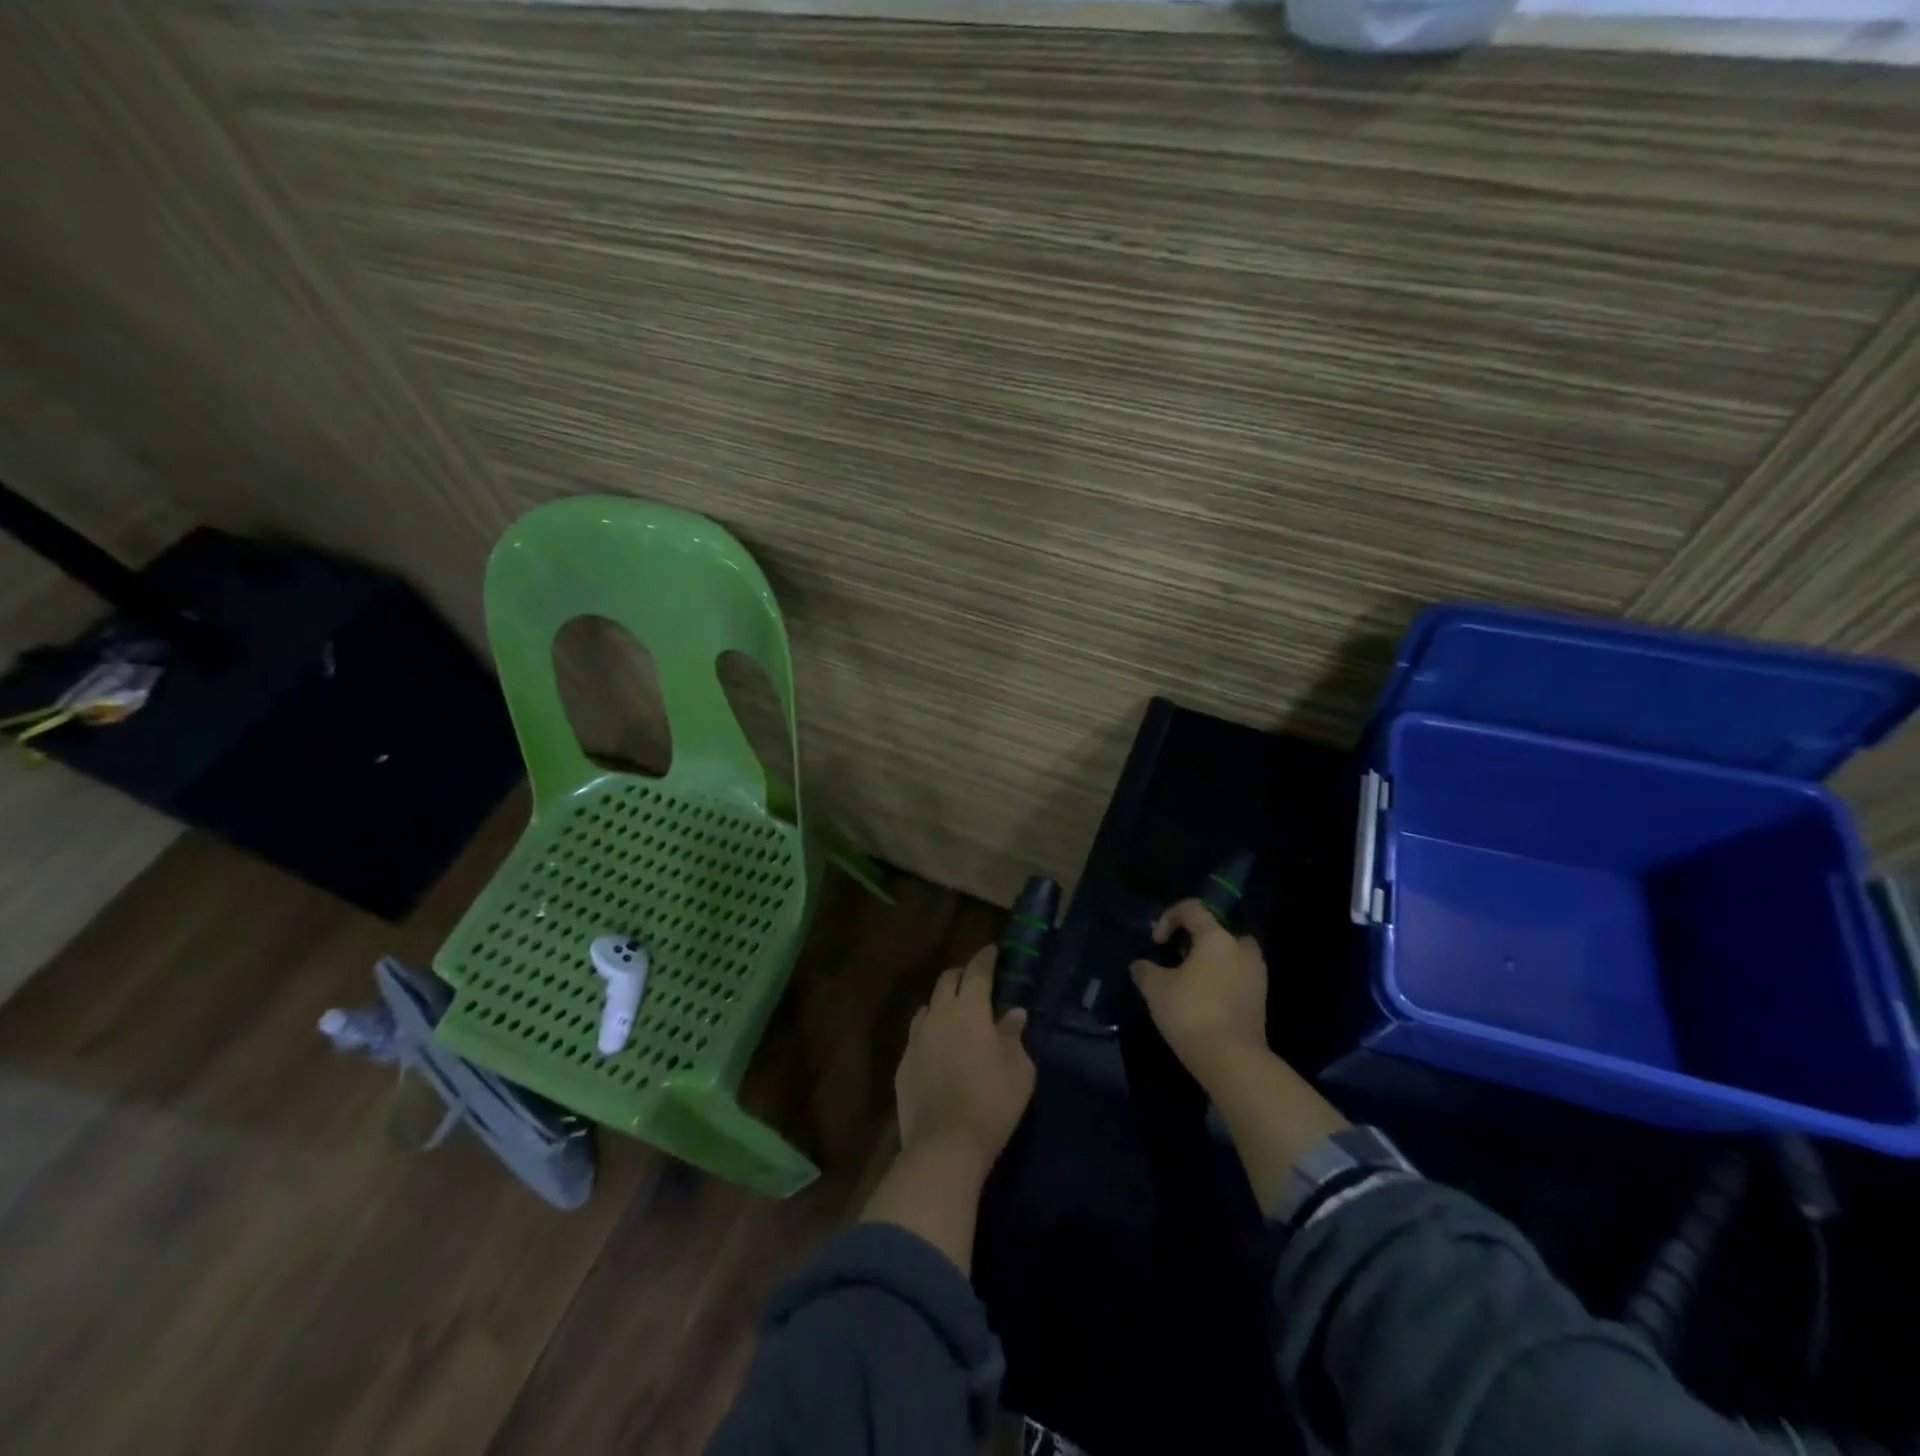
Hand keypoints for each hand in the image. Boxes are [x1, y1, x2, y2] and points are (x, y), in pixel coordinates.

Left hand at [895, 945, 1035, 1173]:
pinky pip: (917, 1035)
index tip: (993, 951)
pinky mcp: (903, 1064)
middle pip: (947, 981)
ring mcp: (916, 1038)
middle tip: (976, 981)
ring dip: (943, 1004)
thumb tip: (1014, 1014)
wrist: (943, 1146)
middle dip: (963, 975)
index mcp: (969, 1009)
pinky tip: (938, 1049)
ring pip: (928, 1007)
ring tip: (956, 1016)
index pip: (977, 971)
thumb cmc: (991, 1103)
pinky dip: (930, 1032)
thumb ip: (1014, 1035)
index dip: (985, 958)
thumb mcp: (1019, 1069)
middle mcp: (938, 1014)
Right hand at [1130, 898, 1269, 1092]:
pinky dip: (1220, 980)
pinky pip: (1237, 977)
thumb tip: (1140, 965)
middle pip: (1218, 930)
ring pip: (1230, 955)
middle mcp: (1242, 949)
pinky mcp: (1260, 1000)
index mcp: (1217, 937)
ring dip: (1210, 961)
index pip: (1193, 909)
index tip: (1156, 942)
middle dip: (1196, 939)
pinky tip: (1202, 1000)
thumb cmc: (1191, 1012)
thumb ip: (1145, 970)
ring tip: (1188, 981)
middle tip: (1178, 957)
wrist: (1232, 1060)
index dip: (1168, 918)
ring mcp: (1256, 976)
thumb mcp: (1156, 989)